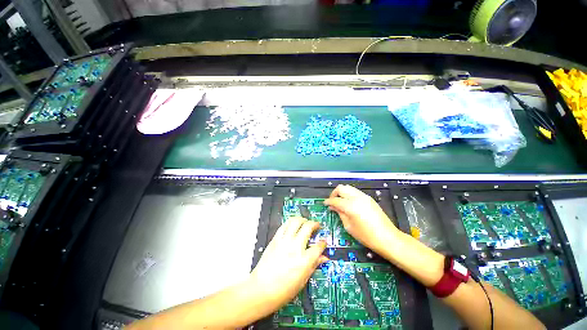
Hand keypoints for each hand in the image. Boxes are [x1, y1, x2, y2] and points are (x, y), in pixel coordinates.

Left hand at [249, 217, 327, 310]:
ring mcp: (284, 241)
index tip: (323, 242)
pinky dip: (290, 223)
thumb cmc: (282, 290)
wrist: (262, 289)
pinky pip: (284, 225)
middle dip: (315, 224)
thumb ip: (314, 265)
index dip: (323, 243)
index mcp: (304, 261)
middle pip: (308, 227)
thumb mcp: (303, 280)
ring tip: (305, 222)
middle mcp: (295, 247)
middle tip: (316, 226)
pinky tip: (293, 226)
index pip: (319, 246)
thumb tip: (323, 258)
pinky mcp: (275, 239)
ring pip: (295, 221)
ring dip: (302, 219)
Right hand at [324, 185, 399, 254]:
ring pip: (348, 187)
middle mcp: (357, 197)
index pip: (335, 199)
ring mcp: (364, 196)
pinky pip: (355, 192)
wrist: (387, 237)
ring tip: (340, 202)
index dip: (328, 201)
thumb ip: (340, 213)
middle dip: (334, 193)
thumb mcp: (349, 226)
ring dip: (342, 193)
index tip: (325, 204)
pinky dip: (349, 194)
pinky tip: (349, 203)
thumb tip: (333, 207)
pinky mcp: (369, 198)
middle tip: (332, 202)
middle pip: (341, 188)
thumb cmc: (367, 236)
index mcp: (351, 206)